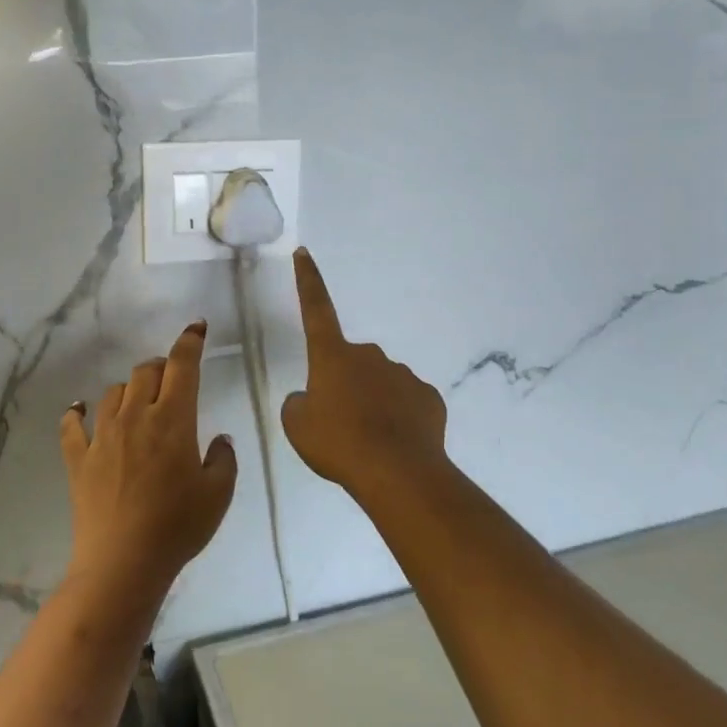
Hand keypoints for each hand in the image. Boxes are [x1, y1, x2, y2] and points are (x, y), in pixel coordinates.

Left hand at [59, 321, 237, 611]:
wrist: (123, 562)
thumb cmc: (178, 527)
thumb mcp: (218, 494)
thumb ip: (223, 459)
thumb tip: (219, 439)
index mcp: (173, 420)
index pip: (181, 366)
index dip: (189, 342)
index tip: (196, 328)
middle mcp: (136, 416)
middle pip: (145, 372)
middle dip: (161, 367)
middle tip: (172, 381)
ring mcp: (102, 436)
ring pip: (113, 392)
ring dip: (129, 390)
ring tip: (138, 402)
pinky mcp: (78, 458)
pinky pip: (72, 425)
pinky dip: (77, 413)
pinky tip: (80, 411)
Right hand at [281, 248, 449, 499]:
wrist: (397, 473)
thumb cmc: (338, 443)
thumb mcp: (298, 426)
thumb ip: (299, 404)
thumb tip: (312, 399)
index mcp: (333, 356)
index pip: (315, 309)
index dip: (307, 280)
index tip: (304, 252)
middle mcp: (369, 355)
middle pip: (349, 362)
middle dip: (344, 384)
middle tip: (339, 423)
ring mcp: (403, 374)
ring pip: (380, 383)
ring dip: (371, 403)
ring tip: (368, 440)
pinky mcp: (428, 398)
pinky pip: (406, 403)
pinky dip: (399, 418)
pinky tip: (395, 444)